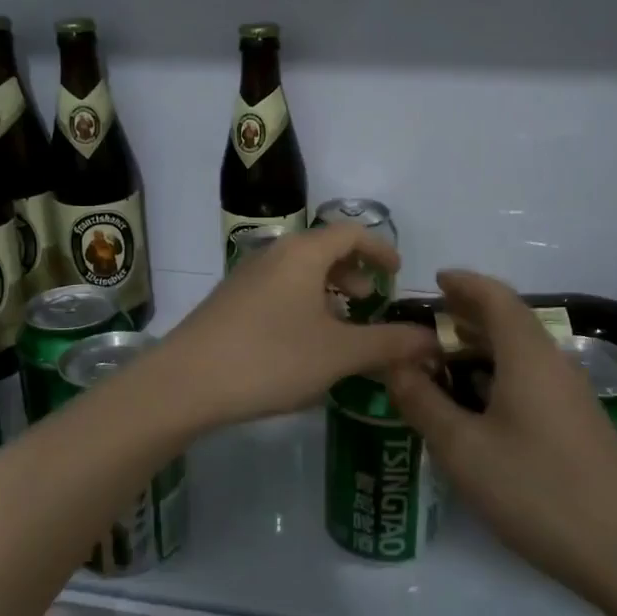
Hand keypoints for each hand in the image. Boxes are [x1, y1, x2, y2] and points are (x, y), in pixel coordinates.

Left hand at [159, 226, 438, 427]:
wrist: (185, 382)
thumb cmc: (270, 358)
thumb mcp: (338, 354)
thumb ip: (388, 343)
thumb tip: (432, 338)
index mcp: (303, 253)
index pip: (351, 232)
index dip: (379, 248)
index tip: (397, 272)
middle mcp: (273, 254)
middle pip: (322, 250)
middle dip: (352, 273)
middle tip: (369, 302)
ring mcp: (245, 277)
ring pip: (298, 273)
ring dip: (326, 292)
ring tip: (340, 327)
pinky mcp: (229, 302)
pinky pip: (278, 290)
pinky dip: (302, 305)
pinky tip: (302, 344)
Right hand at [385, 269, 616, 604]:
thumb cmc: (536, 491)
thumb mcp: (463, 449)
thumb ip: (423, 402)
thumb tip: (397, 364)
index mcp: (528, 356)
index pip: (495, 297)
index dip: (464, 283)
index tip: (434, 280)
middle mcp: (555, 365)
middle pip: (509, 322)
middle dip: (467, 317)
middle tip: (424, 327)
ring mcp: (573, 397)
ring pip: (521, 355)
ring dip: (481, 350)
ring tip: (442, 365)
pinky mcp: (579, 427)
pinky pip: (532, 381)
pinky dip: (498, 377)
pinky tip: (478, 408)